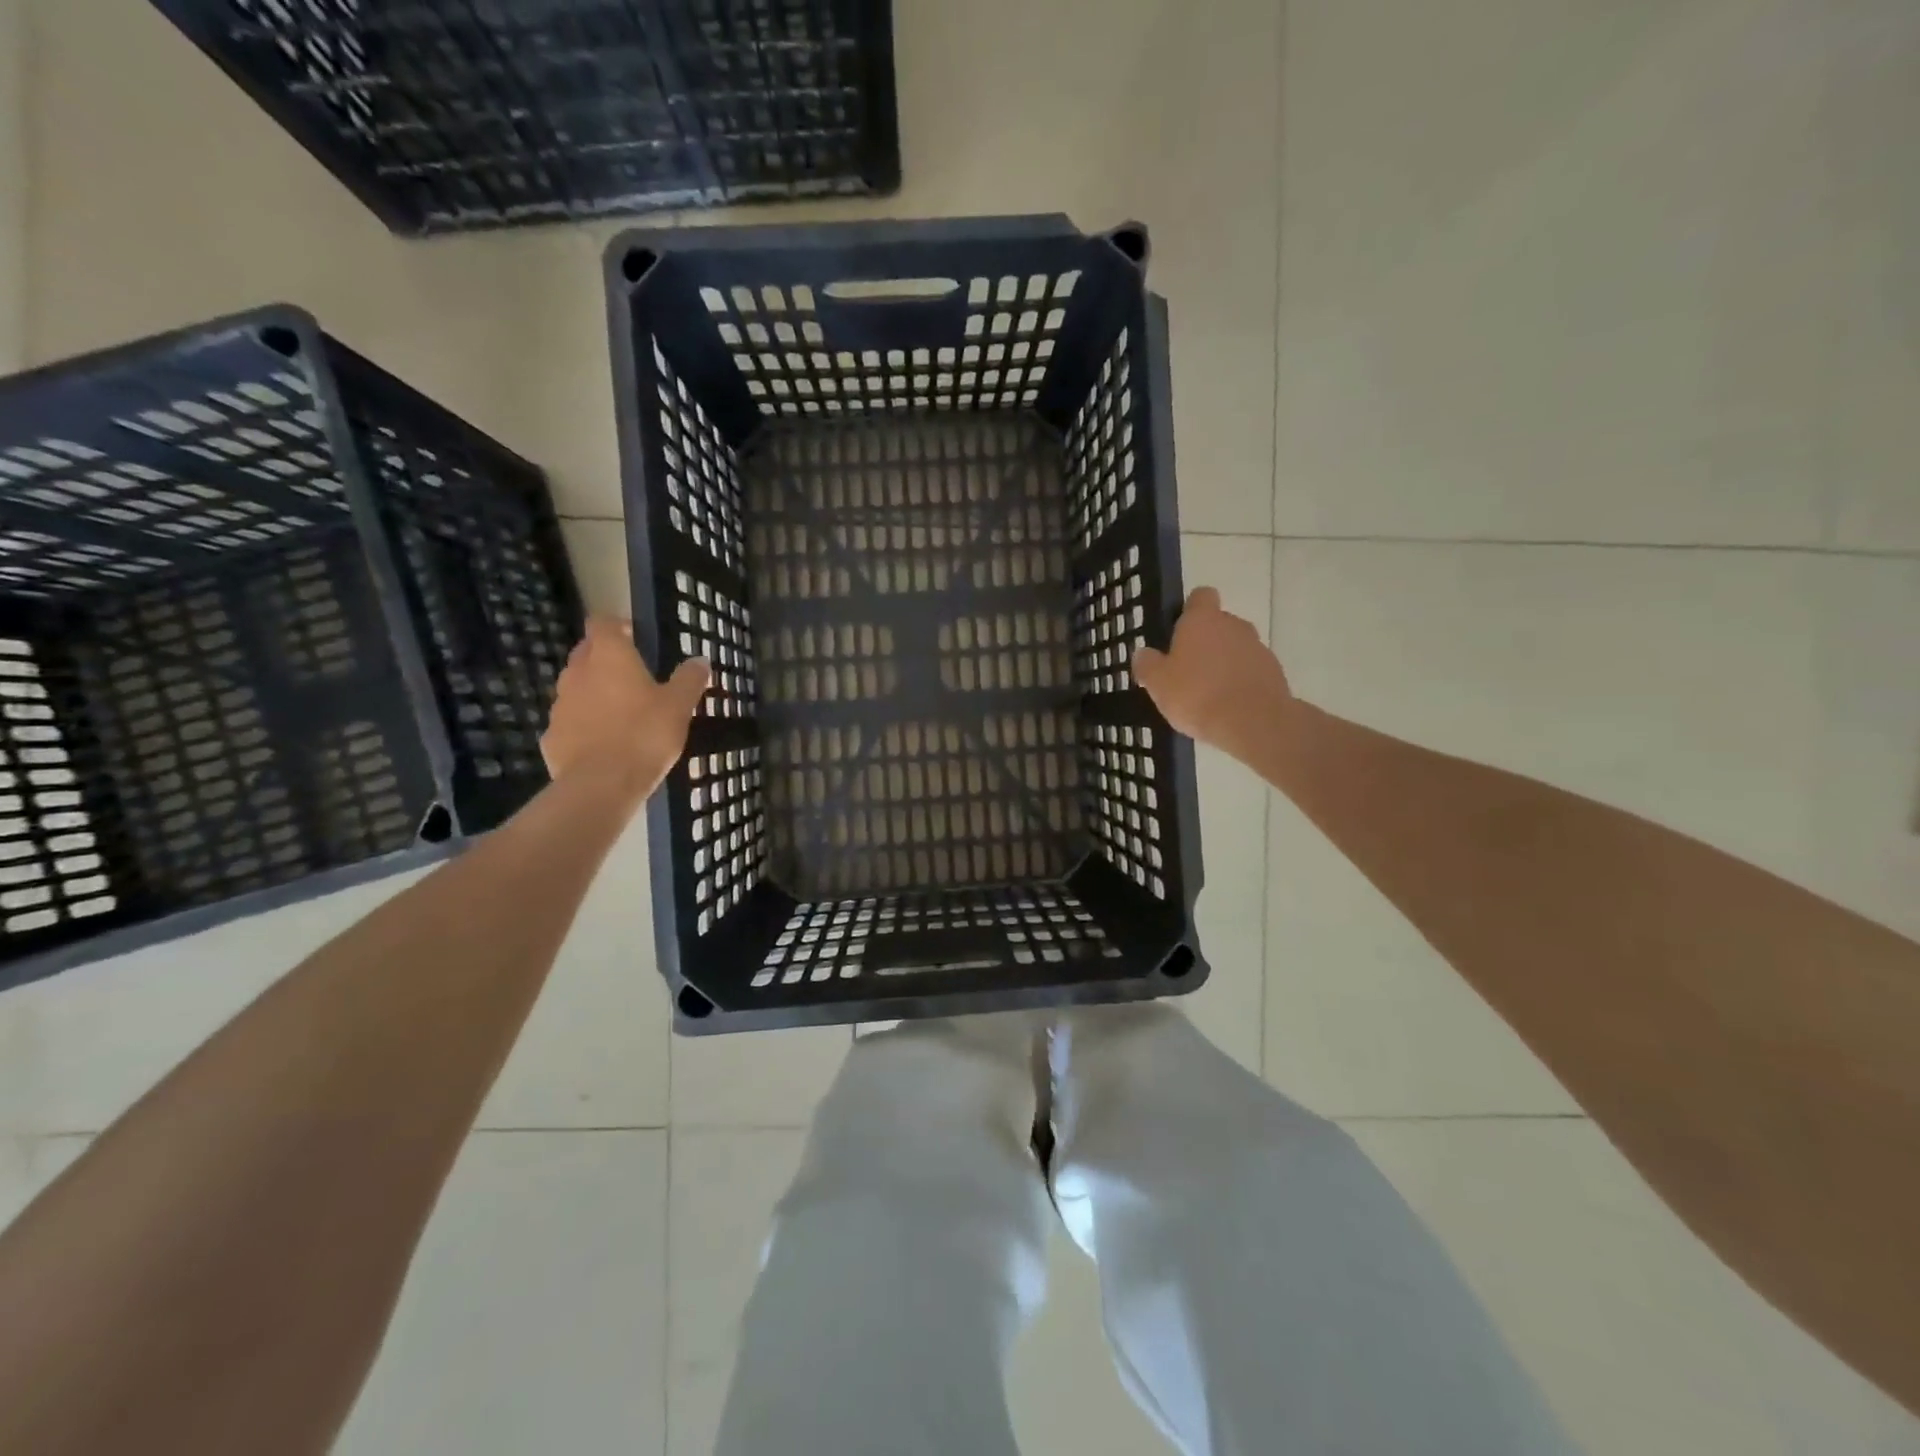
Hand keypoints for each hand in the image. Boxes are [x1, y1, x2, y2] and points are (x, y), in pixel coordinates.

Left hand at [542, 618, 709, 801]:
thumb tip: (700, 659)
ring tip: (619, 710)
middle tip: (631, 673)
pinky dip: (584, 724)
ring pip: (575, 686)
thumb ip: (689, 679)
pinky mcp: (552, 736)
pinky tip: (603, 741)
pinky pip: (569, 721)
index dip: (616, 626)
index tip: (634, 636)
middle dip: (604, 657)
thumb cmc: (645, 734)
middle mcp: (577, 672)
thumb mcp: (679, 706)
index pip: (602, 623)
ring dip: (593, 691)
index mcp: (609, 656)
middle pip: (585, 652)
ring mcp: (560, 705)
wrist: (602, 784)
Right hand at [1133, 586, 1294, 761]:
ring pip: (1235, 648)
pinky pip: (1250, 670)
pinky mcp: (1274, 672)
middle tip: (1186, 669)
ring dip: (1223, 663)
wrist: (1253, 723)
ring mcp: (1257, 647)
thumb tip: (1143, 653)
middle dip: (1205, 642)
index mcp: (1202, 620)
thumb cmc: (1197, 695)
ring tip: (1207, 693)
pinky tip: (1228, 706)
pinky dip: (1240, 681)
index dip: (1189, 609)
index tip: (1178, 630)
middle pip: (1218, 624)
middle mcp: (1233, 625)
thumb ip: (1147, 664)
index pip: (1200, 596)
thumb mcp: (1157, 683)